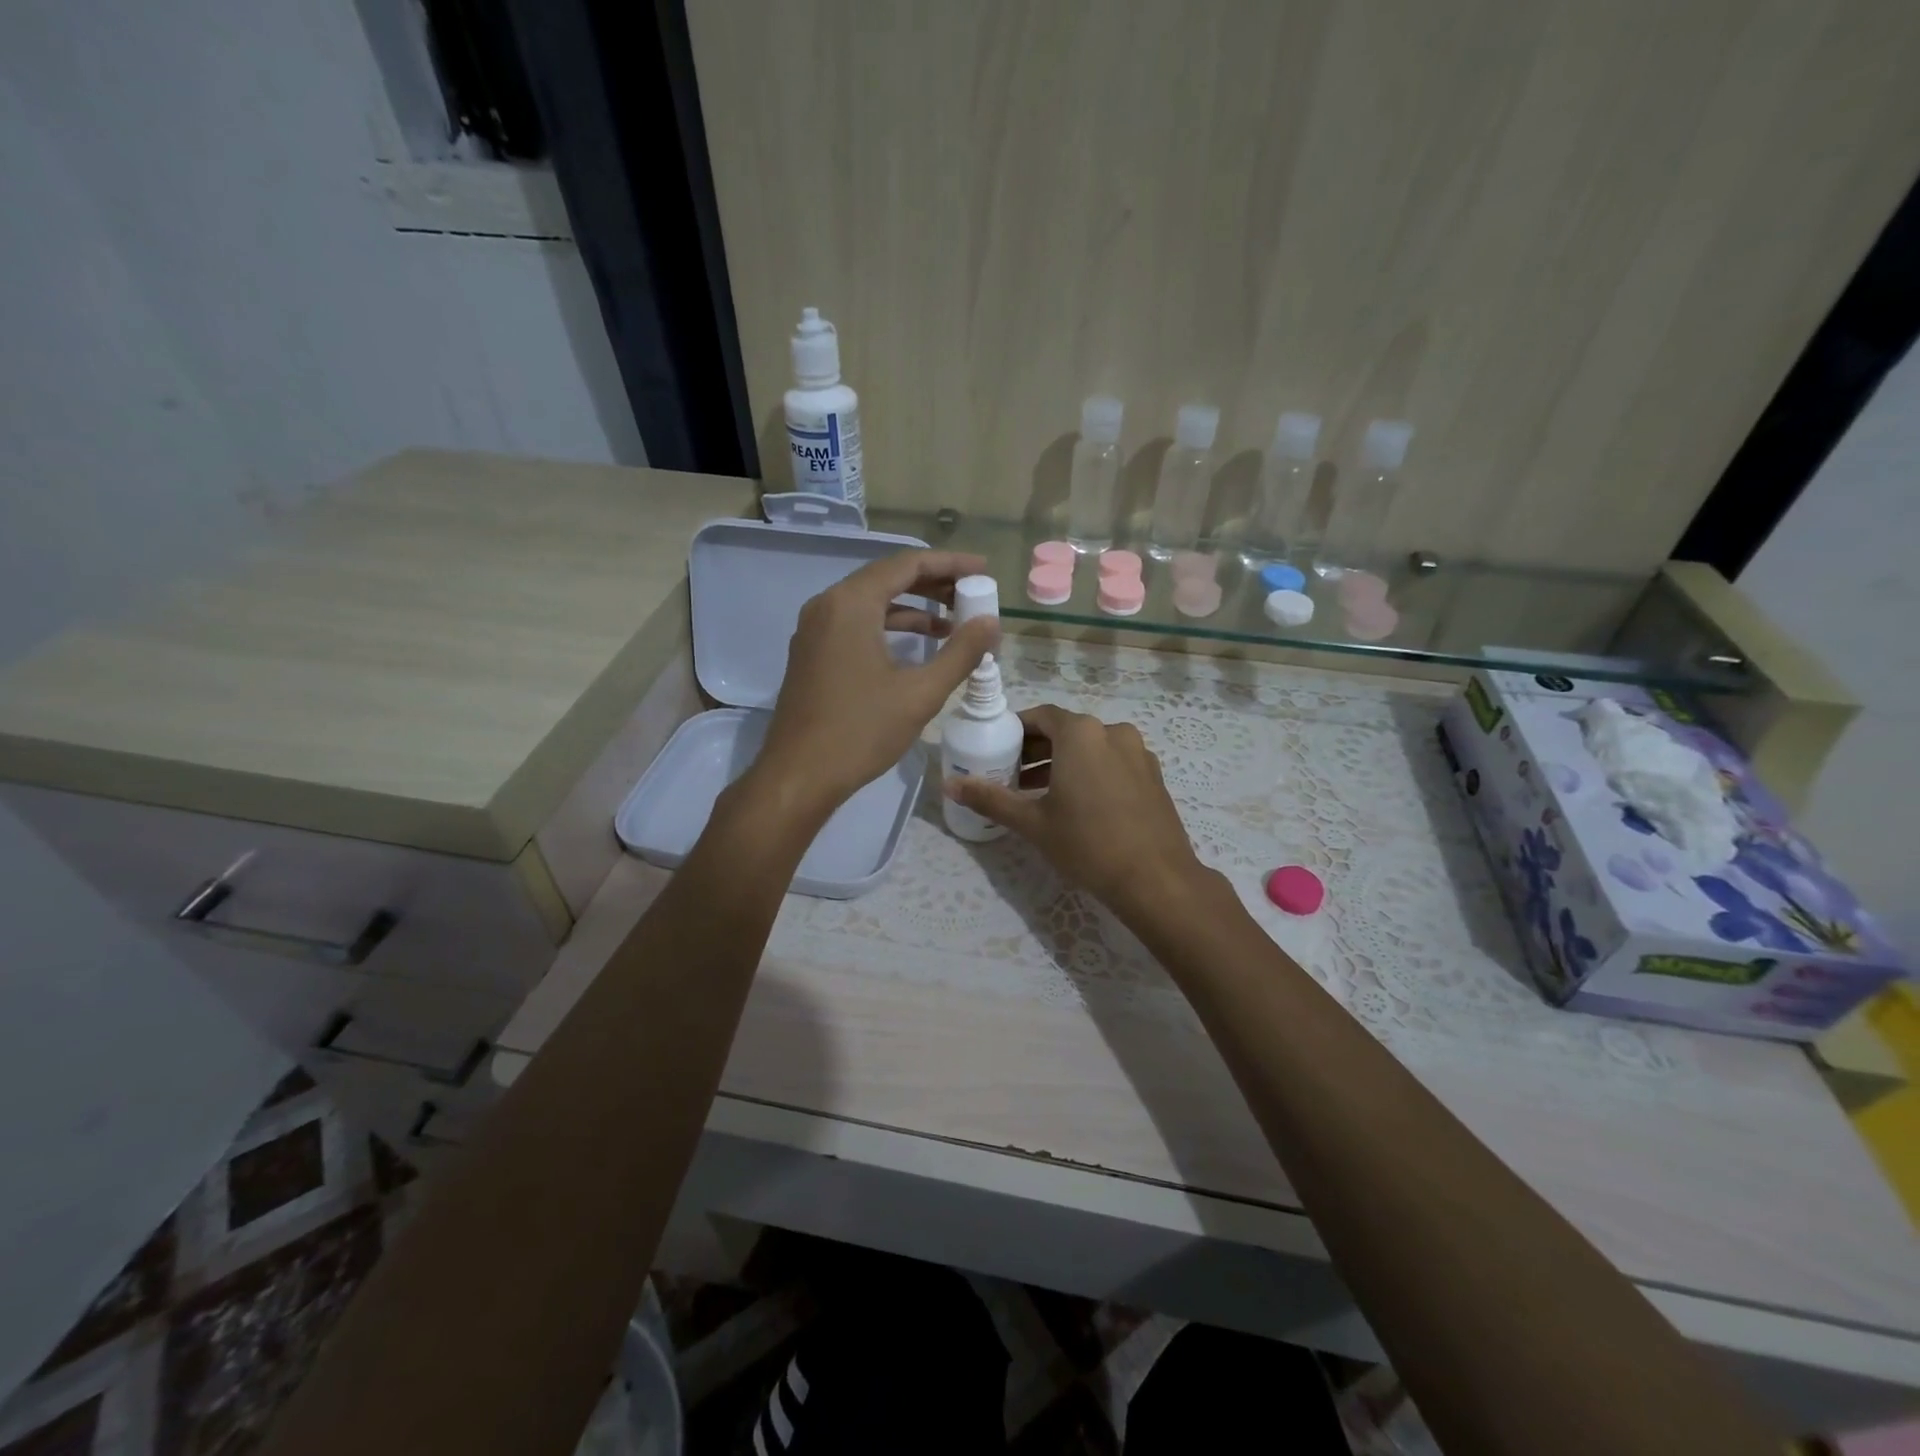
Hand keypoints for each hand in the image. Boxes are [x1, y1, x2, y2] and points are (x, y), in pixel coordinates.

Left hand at [753, 550, 998, 820]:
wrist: (799, 776)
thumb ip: (961, 652)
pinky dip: (890, 627)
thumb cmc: (861, 731)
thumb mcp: (920, 693)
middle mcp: (828, 605)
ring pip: (871, 603)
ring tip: (955, 622)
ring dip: (913, 609)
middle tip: (973, 594)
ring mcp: (815, 630)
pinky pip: (856, 624)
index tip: (984, 570)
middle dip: (933, 584)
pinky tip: (918, 647)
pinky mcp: (812, 653)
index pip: (907, 564)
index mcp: (851, 604)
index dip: (949, 564)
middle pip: (888, 578)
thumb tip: (991, 622)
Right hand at [945, 703, 1214, 916]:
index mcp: (1081, 733)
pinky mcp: (1153, 776)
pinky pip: (1113, 763)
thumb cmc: (1088, 843)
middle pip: (1066, 731)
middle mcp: (1112, 732)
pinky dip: (1091, 773)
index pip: (1040, 717)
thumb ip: (990, 798)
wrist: (1156, 879)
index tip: (997, 750)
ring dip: (1063, 763)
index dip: (1016, 731)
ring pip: (1091, 748)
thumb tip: (950, 785)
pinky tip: (1078, 805)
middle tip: (1011, 776)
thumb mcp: (1033, 822)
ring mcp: (1138, 753)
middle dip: (1037, 750)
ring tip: (1038, 794)